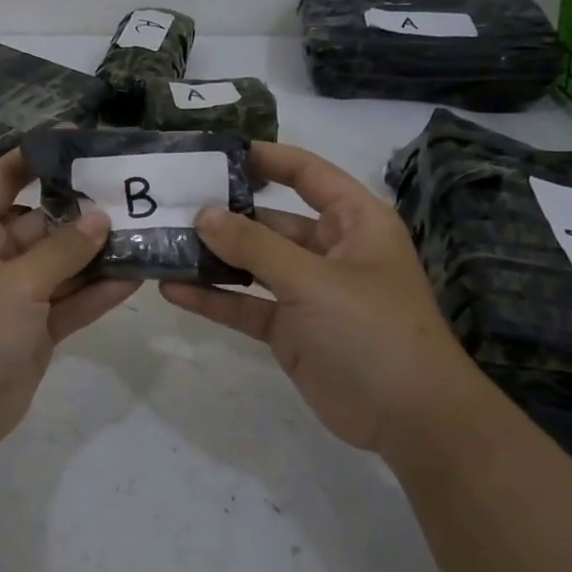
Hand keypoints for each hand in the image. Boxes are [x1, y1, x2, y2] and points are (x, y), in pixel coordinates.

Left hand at [0, 149, 138, 450]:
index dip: (36, 158)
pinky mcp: (34, 328)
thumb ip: (63, 249)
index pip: (2, 180)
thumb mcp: (16, 282)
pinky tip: (136, 275)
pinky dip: (97, 292)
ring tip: (145, 231)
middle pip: (42, 223)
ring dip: (97, 254)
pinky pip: (69, 300)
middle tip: (133, 194)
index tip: (79, 139)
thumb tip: (101, 217)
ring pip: (61, 264)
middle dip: (83, 213)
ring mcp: (14, 294)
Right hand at [159, 141, 482, 456]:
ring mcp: (308, 292)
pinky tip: (173, 290)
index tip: (216, 152)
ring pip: (253, 264)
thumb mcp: (313, 280)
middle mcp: (330, 250)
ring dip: (213, 257)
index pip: (307, 174)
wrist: (409, 419)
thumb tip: (203, 214)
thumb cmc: (372, 330)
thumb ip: (255, 246)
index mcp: (354, 222)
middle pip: (271, 220)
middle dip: (225, 213)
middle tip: (171, 203)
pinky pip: (246, 304)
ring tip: (162, 243)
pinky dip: (214, 298)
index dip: (266, 159)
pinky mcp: (289, 329)